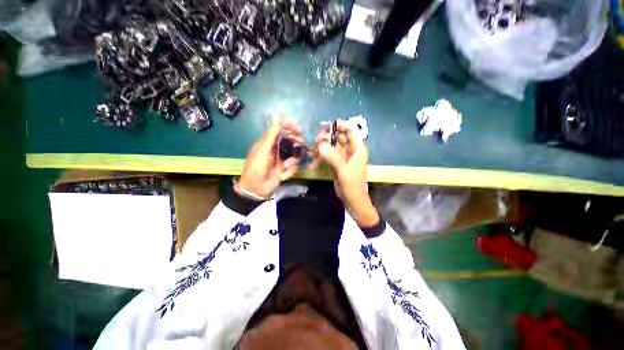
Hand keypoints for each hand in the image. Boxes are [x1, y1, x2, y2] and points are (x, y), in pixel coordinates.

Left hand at [237, 119, 301, 198]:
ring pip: (293, 154)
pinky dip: (290, 170)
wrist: (255, 188)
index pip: (279, 130)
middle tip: (301, 142)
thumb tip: (278, 119)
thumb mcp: (263, 150)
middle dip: (295, 142)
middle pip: (289, 141)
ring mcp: (281, 159)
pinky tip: (283, 174)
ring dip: (292, 160)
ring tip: (286, 166)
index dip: (288, 127)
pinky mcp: (284, 169)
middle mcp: (275, 149)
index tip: (297, 128)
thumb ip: (271, 135)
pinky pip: (293, 166)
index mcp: (268, 143)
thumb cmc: (256, 167)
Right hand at [311, 120, 379, 226]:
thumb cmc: (352, 185)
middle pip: (340, 137)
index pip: (351, 131)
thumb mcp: (343, 170)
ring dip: (323, 147)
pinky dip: (322, 157)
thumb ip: (333, 157)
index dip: (341, 125)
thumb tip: (320, 145)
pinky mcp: (337, 164)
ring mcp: (343, 158)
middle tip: (317, 138)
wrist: (353, 200)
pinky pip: (329, 156)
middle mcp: (351, 151)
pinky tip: (314, 161)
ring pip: (333, 147)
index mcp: (357, 149)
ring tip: (313, 149)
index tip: (327, 125)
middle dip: (329, 136)